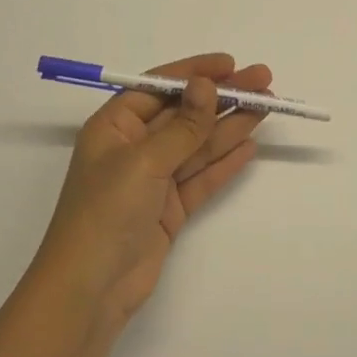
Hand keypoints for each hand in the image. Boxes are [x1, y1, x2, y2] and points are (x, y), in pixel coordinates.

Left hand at [32, 53, 270, 331]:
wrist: (89, 292)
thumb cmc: (105, 214)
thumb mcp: (144, 162)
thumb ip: (183, 125)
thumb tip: (207, 84)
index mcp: (114, 127)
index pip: (159, 87)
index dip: (195, 72)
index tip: (231, 64)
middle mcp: (134, 148)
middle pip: (184, 114)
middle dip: (223, 97)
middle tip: (264, 82)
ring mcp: (153, 180)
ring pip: (198, 144)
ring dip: (231, 125)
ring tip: (267, 107)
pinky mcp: (168, 209)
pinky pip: (201, 177)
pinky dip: (225, 162)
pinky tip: (249, 146)